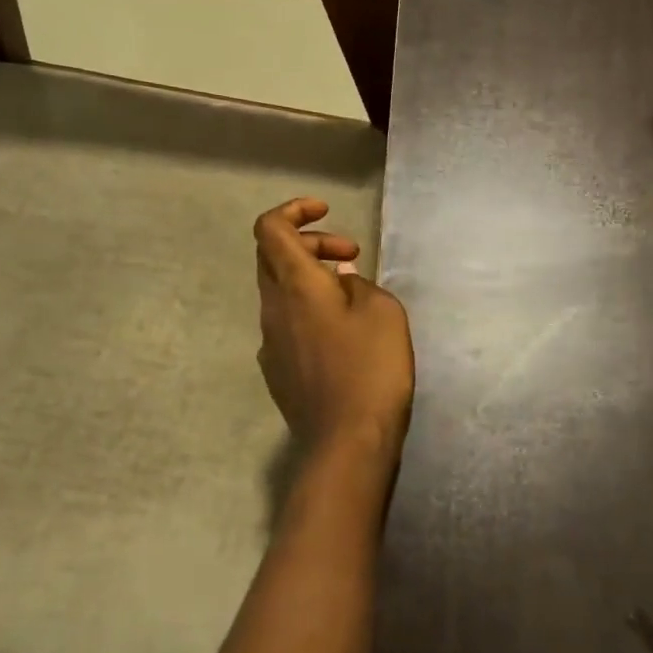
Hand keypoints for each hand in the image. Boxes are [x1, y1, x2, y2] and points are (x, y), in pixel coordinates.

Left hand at [254, 198, 413, 454]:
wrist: (348, 442)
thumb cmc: (371, 368)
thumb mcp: (382, 311)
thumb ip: (358, 285)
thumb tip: (341, 284)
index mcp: (294, 285)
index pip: (270, 228)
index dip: (294, 210)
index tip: (328, 212)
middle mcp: (272, 309)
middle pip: (273, 257)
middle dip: (311, 244)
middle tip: (352, 256)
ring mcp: (270, 343)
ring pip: (280, 292)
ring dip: (311, 280)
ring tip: (353, 294)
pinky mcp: (278, 371)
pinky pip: (288, 324)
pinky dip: (309, 312)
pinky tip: (342, 335)